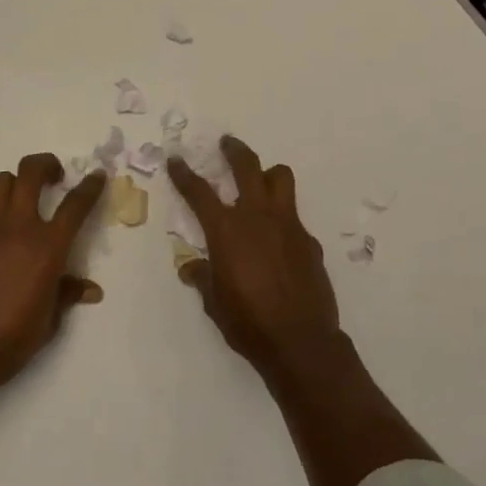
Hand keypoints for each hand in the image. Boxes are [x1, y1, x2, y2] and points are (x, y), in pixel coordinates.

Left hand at [0, 154, 107, 397]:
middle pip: (30, 172)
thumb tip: (88, 289)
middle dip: (46, 164)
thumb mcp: (49, 322)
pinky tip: (10, 235)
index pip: (75, 205)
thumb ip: (66, 295)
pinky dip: (2, 209)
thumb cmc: (9, 340)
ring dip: (18, 180)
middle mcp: (19, 229)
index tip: (97, 176)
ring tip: (29, 195)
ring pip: (2, 182)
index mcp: (47, 248)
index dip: (90, 186)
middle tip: (57, 176)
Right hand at [167, 135, 342, 377]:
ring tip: (260, 182)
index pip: (199, 192)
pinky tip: (278, 242)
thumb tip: (191, 267)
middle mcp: (257, 217)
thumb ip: (202, 277)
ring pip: (281, 178)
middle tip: (226, 143)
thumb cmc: (248, 322)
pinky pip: (294, 217)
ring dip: (268, 174)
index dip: (184, 173)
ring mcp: (288, 225)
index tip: (176, 159)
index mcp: (226, 230)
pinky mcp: (309, 240)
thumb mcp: (214, 302)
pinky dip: (282, 220)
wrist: (300, 341)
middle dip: (234, 150)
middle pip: (247, 166)